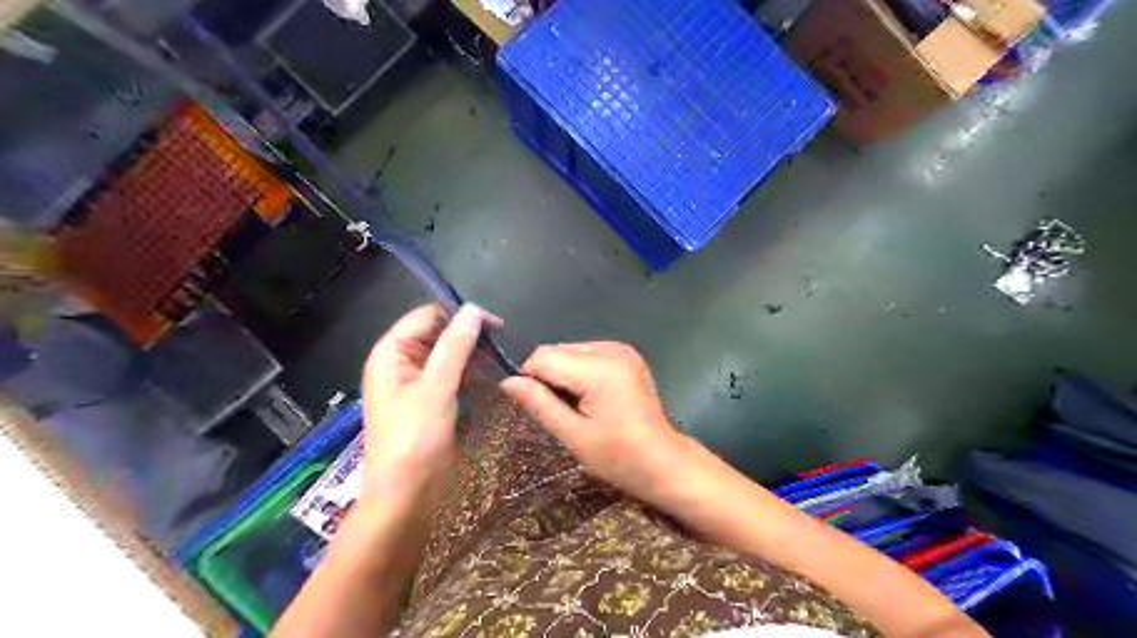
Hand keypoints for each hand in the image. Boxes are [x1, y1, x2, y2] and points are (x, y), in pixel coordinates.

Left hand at [359, 305, 492, 503]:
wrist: (406, 495)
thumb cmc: (414, 439)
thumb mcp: (436, 388)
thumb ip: (454, 347)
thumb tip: (473, 310)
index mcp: (391, 353)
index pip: (427, 317)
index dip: (458, 315)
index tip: (494, 324)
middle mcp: (401, 363)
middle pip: (437, 334)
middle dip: (468, 336)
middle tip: (502, 343)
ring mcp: (416, 383)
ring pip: (448, 355)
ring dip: (473, 355)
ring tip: (502, 359)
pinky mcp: (431, 400)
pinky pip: (452, 375)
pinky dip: (470, 373)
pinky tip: (493, 375)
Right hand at [498, 342, 692, 504]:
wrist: (665, 462)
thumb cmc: (619, 457)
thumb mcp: (573, 435)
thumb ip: (539, 404)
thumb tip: (507, 382)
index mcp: (599, 368)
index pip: (543, 357)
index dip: (530, 380)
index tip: (538, 408)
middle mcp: (611, 349)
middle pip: (557, 350)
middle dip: (549, 377)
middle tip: (561, 412)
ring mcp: (622, 349)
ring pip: (570, 350)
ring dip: (564, 374)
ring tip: (577, 406)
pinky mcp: (627, 354)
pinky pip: (587, 353)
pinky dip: (580, 371)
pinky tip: (591, 396)